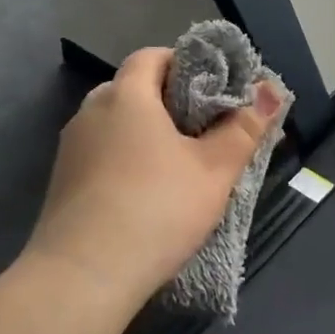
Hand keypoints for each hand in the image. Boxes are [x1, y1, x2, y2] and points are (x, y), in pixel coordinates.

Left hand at [26, 47, 285, 306]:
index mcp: (125, 96)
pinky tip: (144, 195)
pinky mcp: (61, 182)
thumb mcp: (214, 171)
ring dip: (145, 136)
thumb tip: (273, 90)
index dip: (184, 65)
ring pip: (115, 126)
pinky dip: (124, 162)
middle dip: (168, 104)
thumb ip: (244, 128)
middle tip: (204, 131)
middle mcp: (90, 112)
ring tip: (178, 166)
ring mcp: (70, 148)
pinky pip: (100, 156)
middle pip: (133, 90)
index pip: (152, 56)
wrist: (84, 277)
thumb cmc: (157, 209)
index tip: (213, 91)